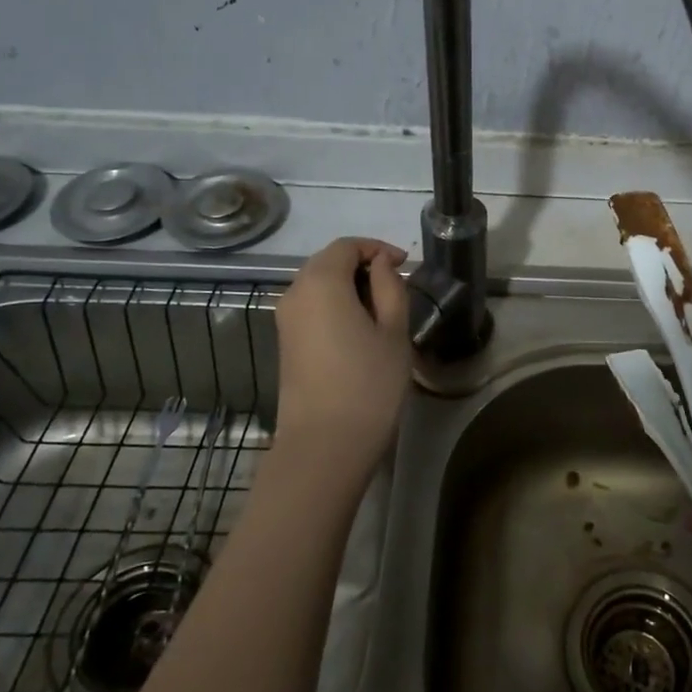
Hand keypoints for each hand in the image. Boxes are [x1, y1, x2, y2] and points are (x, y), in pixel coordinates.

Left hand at [273, 238, 411, 493]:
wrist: (325, 445)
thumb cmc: (368, 383)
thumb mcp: (394, 331)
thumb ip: (390, 287)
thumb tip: (380, 265)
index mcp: (321, 282)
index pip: (347, 246)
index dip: (377, 248)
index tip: (404, 264)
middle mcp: (295, 293)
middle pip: (328, 262)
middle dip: (362, 265)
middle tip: (396, 285)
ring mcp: (286, 320)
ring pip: (319, 285)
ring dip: (349, 286)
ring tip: (383, 308)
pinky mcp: (286, 343)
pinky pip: (312, 307)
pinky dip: (336, 305)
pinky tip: (361, 329)